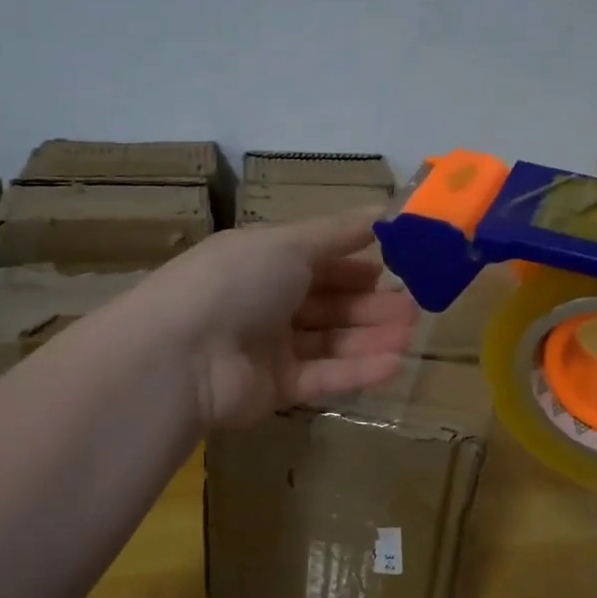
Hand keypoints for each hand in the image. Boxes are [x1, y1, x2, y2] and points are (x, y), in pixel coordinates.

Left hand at [142, 211, 418, 429]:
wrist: (182, 354)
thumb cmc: (236, 282)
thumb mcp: (289, 243)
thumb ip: (338, 232)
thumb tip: (384, 208)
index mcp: (263, 262)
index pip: (318, 261)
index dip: (356, 263)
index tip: (399, 265)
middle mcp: (265, 303)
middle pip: (328, 304)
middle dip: (371, 304)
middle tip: (414, 307)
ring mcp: (269, 349)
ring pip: (330, 341)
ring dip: (370, 337)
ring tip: (410, 334)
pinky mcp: (274, 390)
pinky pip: (322, 378)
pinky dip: (356, 371)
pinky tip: (394, 364)